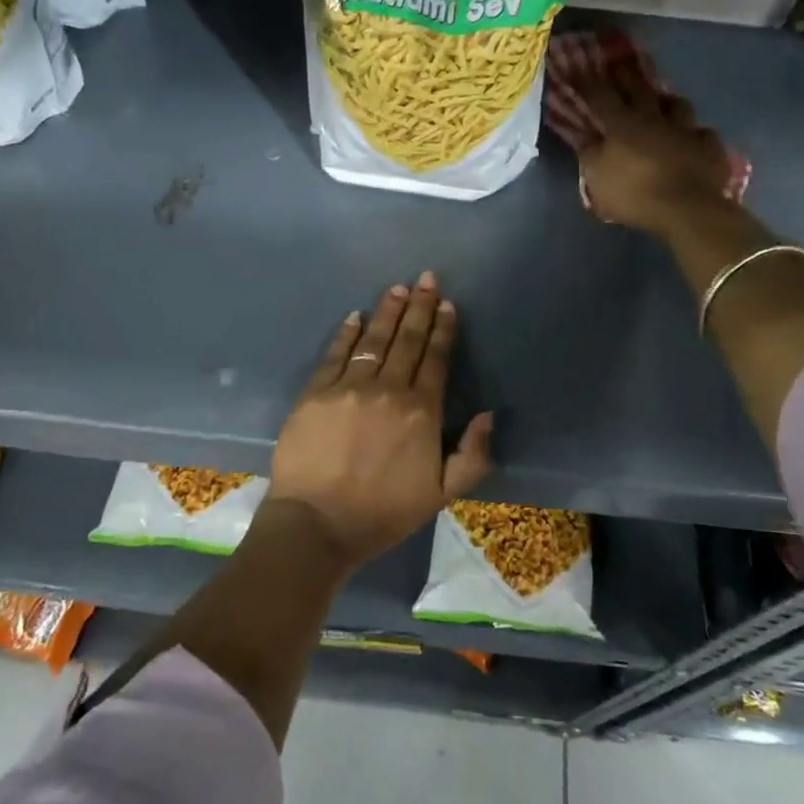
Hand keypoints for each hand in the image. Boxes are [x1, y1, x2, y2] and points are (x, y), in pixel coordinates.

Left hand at [268, 272, 494, 569]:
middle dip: (419, 307)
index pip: (435, 359)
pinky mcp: (315, 393)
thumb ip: (473, 455)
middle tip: (426, 278)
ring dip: (387, 312)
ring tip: (397, 289)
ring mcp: (348, 388)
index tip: (447, 304)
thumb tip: (488, 414)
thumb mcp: (442, 494)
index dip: (443, 329)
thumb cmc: (384, 513)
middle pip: (407, 340)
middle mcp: (388, 390)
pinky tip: (355, 316)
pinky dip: (347, 333)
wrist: (317, 524)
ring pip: (373, 340)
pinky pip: (335, 354)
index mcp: (421, 411)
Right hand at [576, 68, 733, 236]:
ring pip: (678, 105)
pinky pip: (702, 134)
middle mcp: (654, 119)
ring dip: (668, 102)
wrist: (686, 209)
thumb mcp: (597, 179)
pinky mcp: (709, 147)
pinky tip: (693, 139)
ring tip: (663, 103)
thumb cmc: (633, 194)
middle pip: (640, 89)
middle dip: (628, 77)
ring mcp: (685, 130)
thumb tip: (585, 137)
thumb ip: (589, 155)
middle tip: (620, 67)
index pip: (601, 96)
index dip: (588, 83)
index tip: (579, 72)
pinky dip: (695, 135)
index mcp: (622, 125)